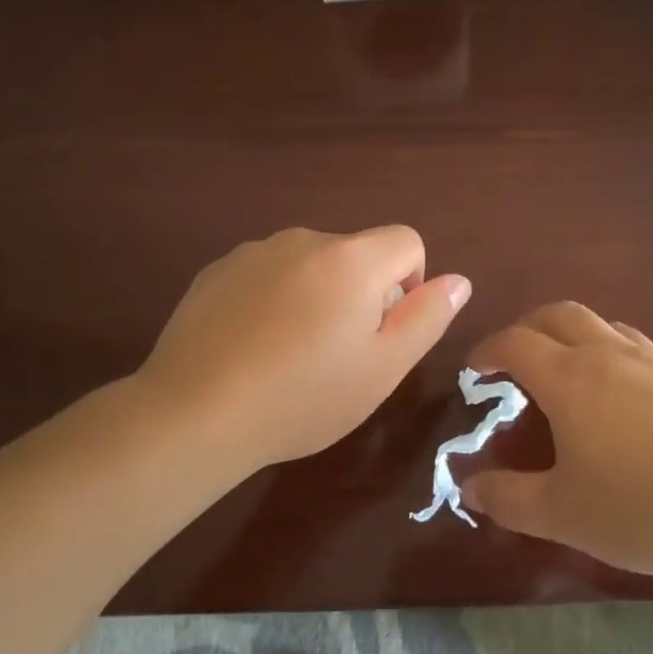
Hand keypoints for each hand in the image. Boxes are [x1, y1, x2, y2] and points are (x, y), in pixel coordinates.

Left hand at [139, 226, 469, 472]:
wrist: (195, 413)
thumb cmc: (304, 397)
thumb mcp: (384, 368)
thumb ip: (427, 316)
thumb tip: (457, 280)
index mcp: (352, 259)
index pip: (407, 241)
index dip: (410, 284)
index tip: (384, 332)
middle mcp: (304, 239)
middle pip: (357, 254)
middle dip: (361, 293)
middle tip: (338, 355)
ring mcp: (255, 251)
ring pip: (311, 264)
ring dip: (317, 295)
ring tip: (290, 354)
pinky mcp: (217, 270)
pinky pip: (268, 273)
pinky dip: (274, 298)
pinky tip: (252, 346)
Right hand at [463, 302, 652, 580]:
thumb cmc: (643, 507)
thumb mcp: (563, 514)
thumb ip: (509, 500)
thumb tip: (469, 488)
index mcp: (569, 378)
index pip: (516, 343)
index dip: (488, 350)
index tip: (475, 370)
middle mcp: (608, 354)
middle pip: (558, 315)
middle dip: (528, 327)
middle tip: (515, 359)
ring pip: (602, 324)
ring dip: (572, 335)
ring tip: (567, 371)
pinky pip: (636, 345)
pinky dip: (611, 352)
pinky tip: (622, 395)